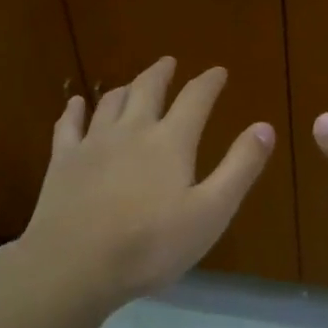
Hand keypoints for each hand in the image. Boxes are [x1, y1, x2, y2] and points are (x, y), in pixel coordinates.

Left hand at [16, 56, 274, 308]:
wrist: (75, 264)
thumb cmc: (151, 245)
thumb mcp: (211, 212)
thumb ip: (239, 168)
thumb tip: (265, 127)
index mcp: (170, 142)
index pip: (195, 99)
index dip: (209, 82)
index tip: (218, 71)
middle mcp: (131, 130)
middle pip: (147, 89)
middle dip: (161, 73)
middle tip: (169, 62)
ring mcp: (93, 143)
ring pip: (110, 102)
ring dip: (125, 88)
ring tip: (131, 84)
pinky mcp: (63, 160)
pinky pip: (69, 124)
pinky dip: (75, 109)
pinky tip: (77, 104)